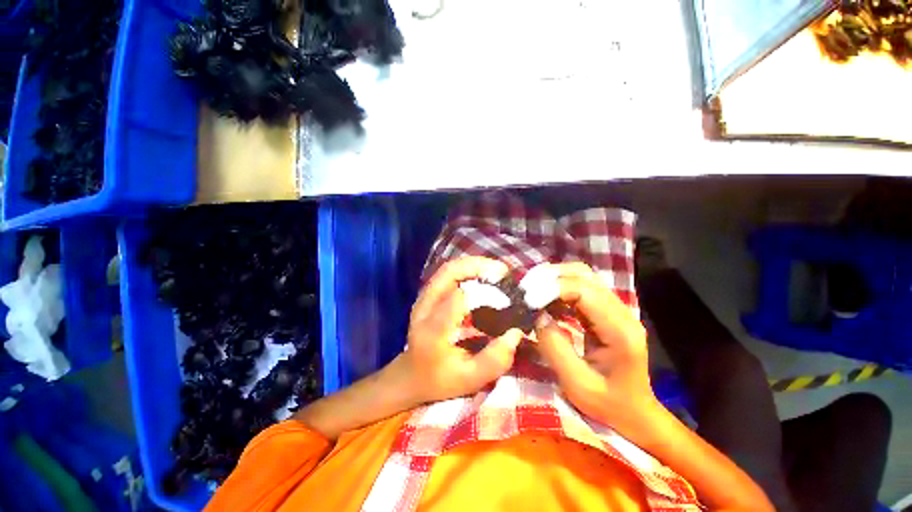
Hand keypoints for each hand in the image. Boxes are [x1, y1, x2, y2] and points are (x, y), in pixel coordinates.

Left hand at [395, 257, 524, 403]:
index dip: (483, 293)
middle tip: (502, 271)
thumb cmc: (439, 379)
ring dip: (473, 264)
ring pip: (448, 268)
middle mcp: (424, 308)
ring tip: (496, 270)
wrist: (410, 375)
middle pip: (448, 273)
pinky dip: (467, 269)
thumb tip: (515, 333)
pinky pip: (448, 273)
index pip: (456, 299)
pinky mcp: (428, 295)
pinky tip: (483, 275)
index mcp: (432, 331)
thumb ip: (494, 361)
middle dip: (477, 266)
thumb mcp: (469, 380)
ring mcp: (424, 298)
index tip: (506, 298)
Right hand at [534, 262, 660, 433]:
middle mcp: (621, 312)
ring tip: (531, 290)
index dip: (552, 289)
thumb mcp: (577, 384)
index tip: (528, 299)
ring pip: (581, 276)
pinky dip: (558, 287)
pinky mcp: (605, 310)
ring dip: (553, 278)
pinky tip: (543, 298)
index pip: (584, 291)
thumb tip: (537, 315)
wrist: (634, 413)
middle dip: (550, 277)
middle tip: (525, 289)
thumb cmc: (608, 405)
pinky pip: (579, 287)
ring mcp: (615, 308)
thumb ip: (555, 348)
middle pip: (583, 275)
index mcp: (619, 330)